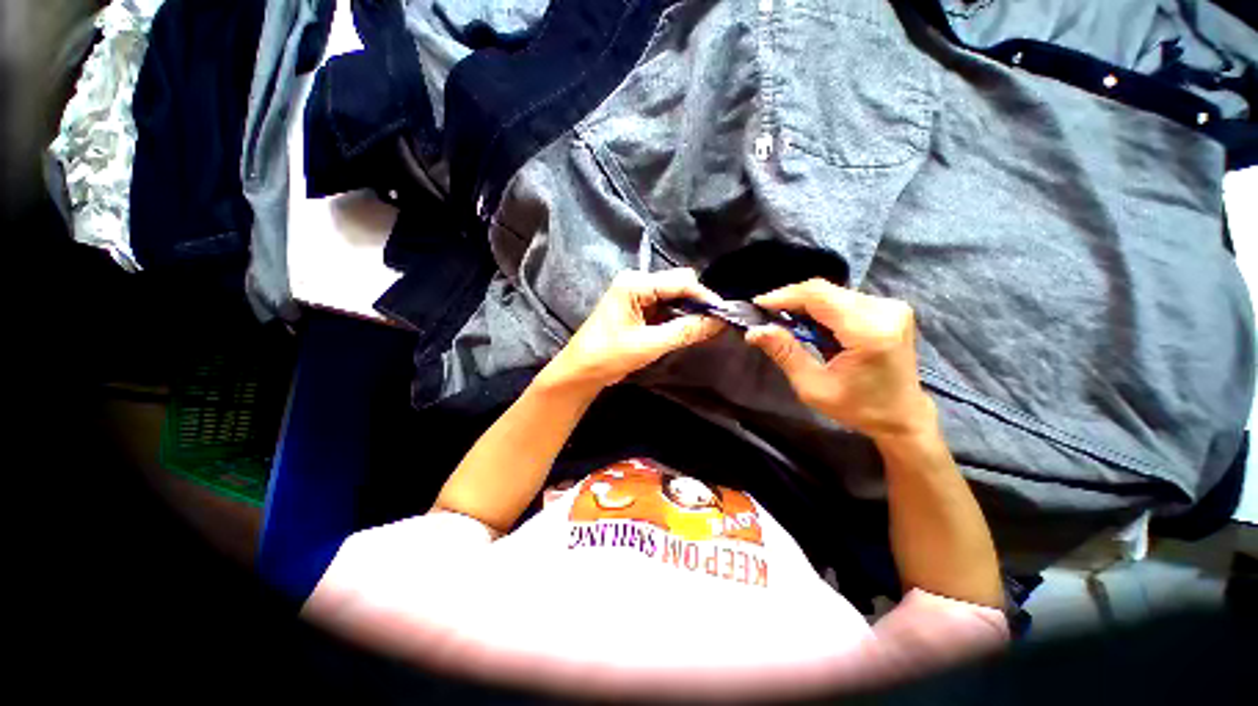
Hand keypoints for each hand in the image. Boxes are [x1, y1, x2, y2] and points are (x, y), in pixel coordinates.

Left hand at [538, 269, 725, 393]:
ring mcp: (636, 294)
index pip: (681, 281)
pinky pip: (664, 306)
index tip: (724, 316)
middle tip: (713, 325)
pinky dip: (676, 317)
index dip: (704, 297)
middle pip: (678, 284)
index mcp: (635, 284)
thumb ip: (685, 331)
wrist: (580, 371)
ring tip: (702, 330)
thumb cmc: (609, 356)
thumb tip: (719, 322)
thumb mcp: (649, 344)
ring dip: (688, 311)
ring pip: (673, 296)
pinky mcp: (637, 307)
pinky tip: (685, 330)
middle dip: (697, 303)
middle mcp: (636, 282)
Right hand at [744, 279, 935, 440]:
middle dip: (791, 299)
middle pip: (825, 290)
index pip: (819, 296)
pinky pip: (844, 298)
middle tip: (766, 314)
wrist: (903, 416)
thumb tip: (755, 330)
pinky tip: (808, 322)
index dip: (785, 295)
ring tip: (783, 319)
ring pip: (833, 292)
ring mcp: (891, 307)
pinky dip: (821, 307)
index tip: (758, 304)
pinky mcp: (890, 308)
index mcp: (868, 332)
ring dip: (805, 303)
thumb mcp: (813, 387)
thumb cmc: (858, 408)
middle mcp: (884, 311)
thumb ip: (785, 353)